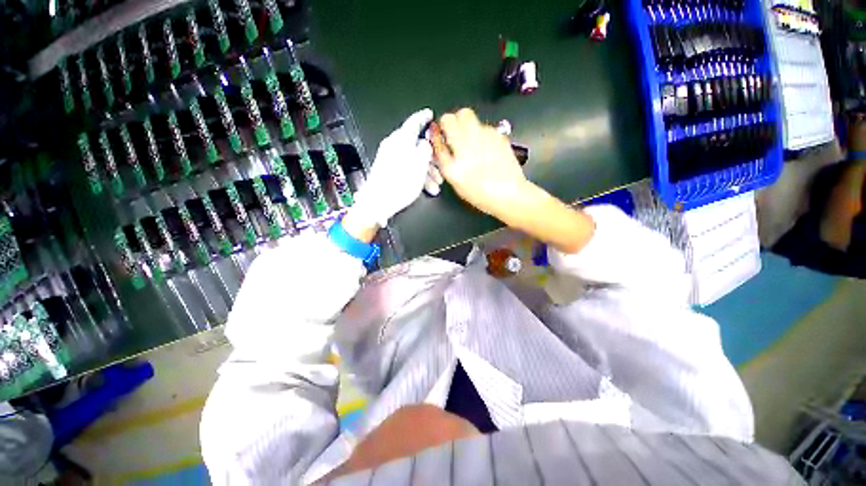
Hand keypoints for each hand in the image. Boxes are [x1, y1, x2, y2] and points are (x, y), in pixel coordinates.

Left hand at [347, 108, 433, 233]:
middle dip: (431, 158)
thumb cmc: (401, 182)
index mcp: (401, 139)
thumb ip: (426, 149)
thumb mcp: (420, 164)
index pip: (414, 121)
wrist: (378, 201)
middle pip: (417, 145)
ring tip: (435, 185)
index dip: (424, 117)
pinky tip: (426, 188)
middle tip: (441, 169)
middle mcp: (394, 145)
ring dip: (427, 172)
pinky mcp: (388, 170)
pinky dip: (418, 176)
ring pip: (414, 159)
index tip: (430, 114)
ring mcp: (390, 158)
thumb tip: (426, 143)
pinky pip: (407, 168)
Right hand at [431, 108, 528, 219]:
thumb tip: (438, 141)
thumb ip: (444, 158)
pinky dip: (481, 135)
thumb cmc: (481, 193)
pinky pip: (485, 128)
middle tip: (454, 135)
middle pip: (458, 115)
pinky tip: (484, 150)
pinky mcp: (499, 136)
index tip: (440, 134)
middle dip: (454, 121)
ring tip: (470, 146)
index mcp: (458, 155)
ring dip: (467, 127)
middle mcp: (472, 142)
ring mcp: (487, 136)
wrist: (509, 194)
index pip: (443, 128)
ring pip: (472, 118)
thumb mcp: (455, 180)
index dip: (439, 130)